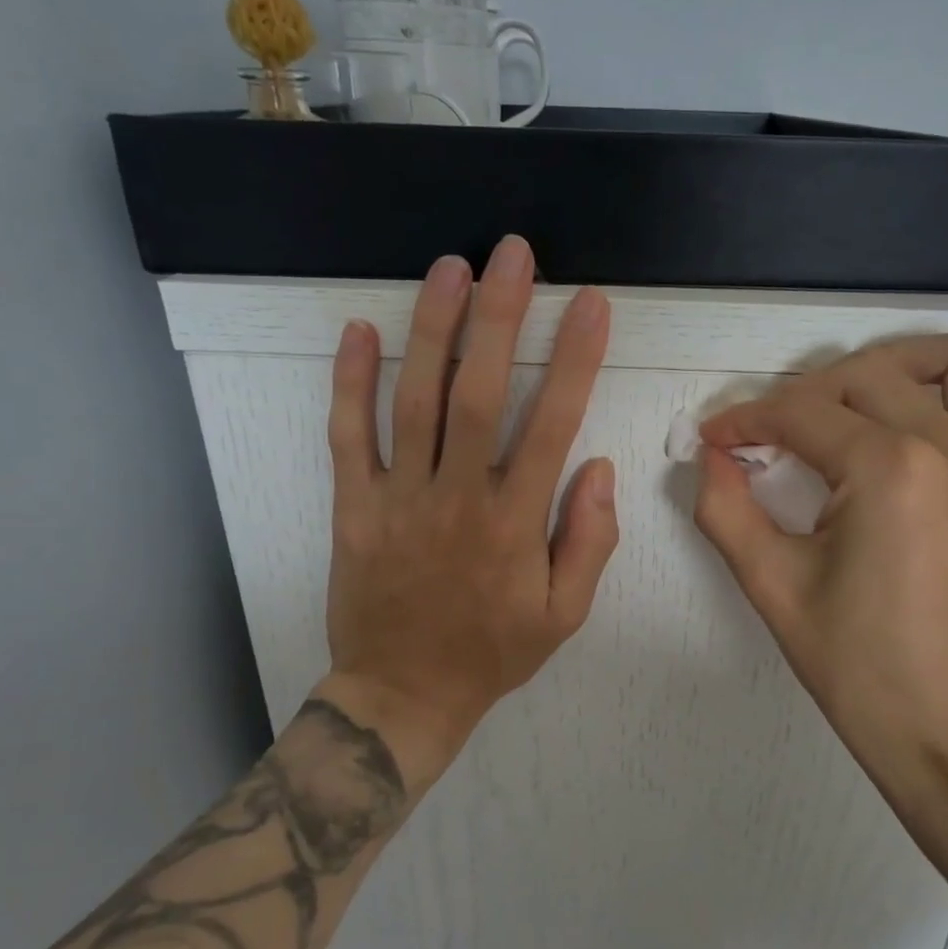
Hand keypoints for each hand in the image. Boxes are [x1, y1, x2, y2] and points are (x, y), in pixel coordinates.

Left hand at [318, 237, 617, 789]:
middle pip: (479, 393)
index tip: (592, 306)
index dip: (576, 361)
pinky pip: (348, 438)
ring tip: (451, 268)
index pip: (552, 425)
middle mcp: (457, 498)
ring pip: (414, 401)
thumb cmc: (492, 652)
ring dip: (433, 330)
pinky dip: (351, 383)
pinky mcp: (354, 508)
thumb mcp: (565, 614)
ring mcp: (399, 498)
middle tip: (513, 254)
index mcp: (515, 523)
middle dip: (500, 317)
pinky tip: (361, 331)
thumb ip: (589, 541)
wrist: (403, 694)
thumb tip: (599, 467)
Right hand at [692, 334, 947, 891]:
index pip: (799, 413)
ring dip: (911, 365)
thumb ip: (726, 511)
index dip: (744, 420)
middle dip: (806, 394)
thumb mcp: (773, 590)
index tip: (714, 439)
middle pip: (867, 375)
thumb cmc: (862, 672)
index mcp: (886, 468)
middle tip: (772, 438)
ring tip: (867, 402)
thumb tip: (709, 458)